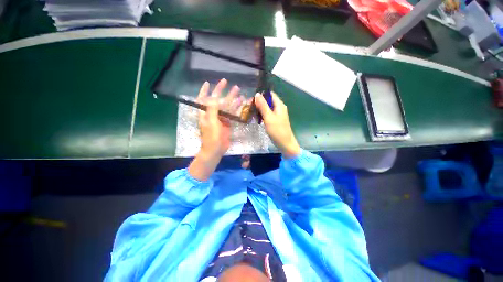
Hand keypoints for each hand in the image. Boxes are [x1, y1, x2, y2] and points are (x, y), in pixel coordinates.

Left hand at [197, 79, 236, 158]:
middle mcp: (212, 114)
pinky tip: (241, 102)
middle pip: (217, 100)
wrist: (216, 149)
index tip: (207, 82)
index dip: (204, 91)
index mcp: (205, 113)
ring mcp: (221, 118)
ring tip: (238, 90)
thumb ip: (212, 109)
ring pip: (227, 106)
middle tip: (226, 81)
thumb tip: (213, 97)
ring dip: (232, 98)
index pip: (203, 99)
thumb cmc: (211, 136)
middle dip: (221, 91)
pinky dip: (237, 108)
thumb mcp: (210, 122)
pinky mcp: (227, 123)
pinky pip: (232, 113)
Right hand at [254, 92, 300, 158]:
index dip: (261, 94)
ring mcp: (277, 114)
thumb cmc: (277, 130)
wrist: (285, 144)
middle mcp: (279, 107)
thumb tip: (257, 94)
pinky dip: (262, 115)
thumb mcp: (269, 117)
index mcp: (279, 105)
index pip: (270, 94)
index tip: (251, 97)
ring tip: (251, 111)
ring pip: (267, 108)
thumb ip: (263, 105)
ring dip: (259, 109)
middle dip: (259, 102)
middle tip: (249, 106)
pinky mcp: (275, 120)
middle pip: (268, 100)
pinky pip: (268, 114)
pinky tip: (256, 118)